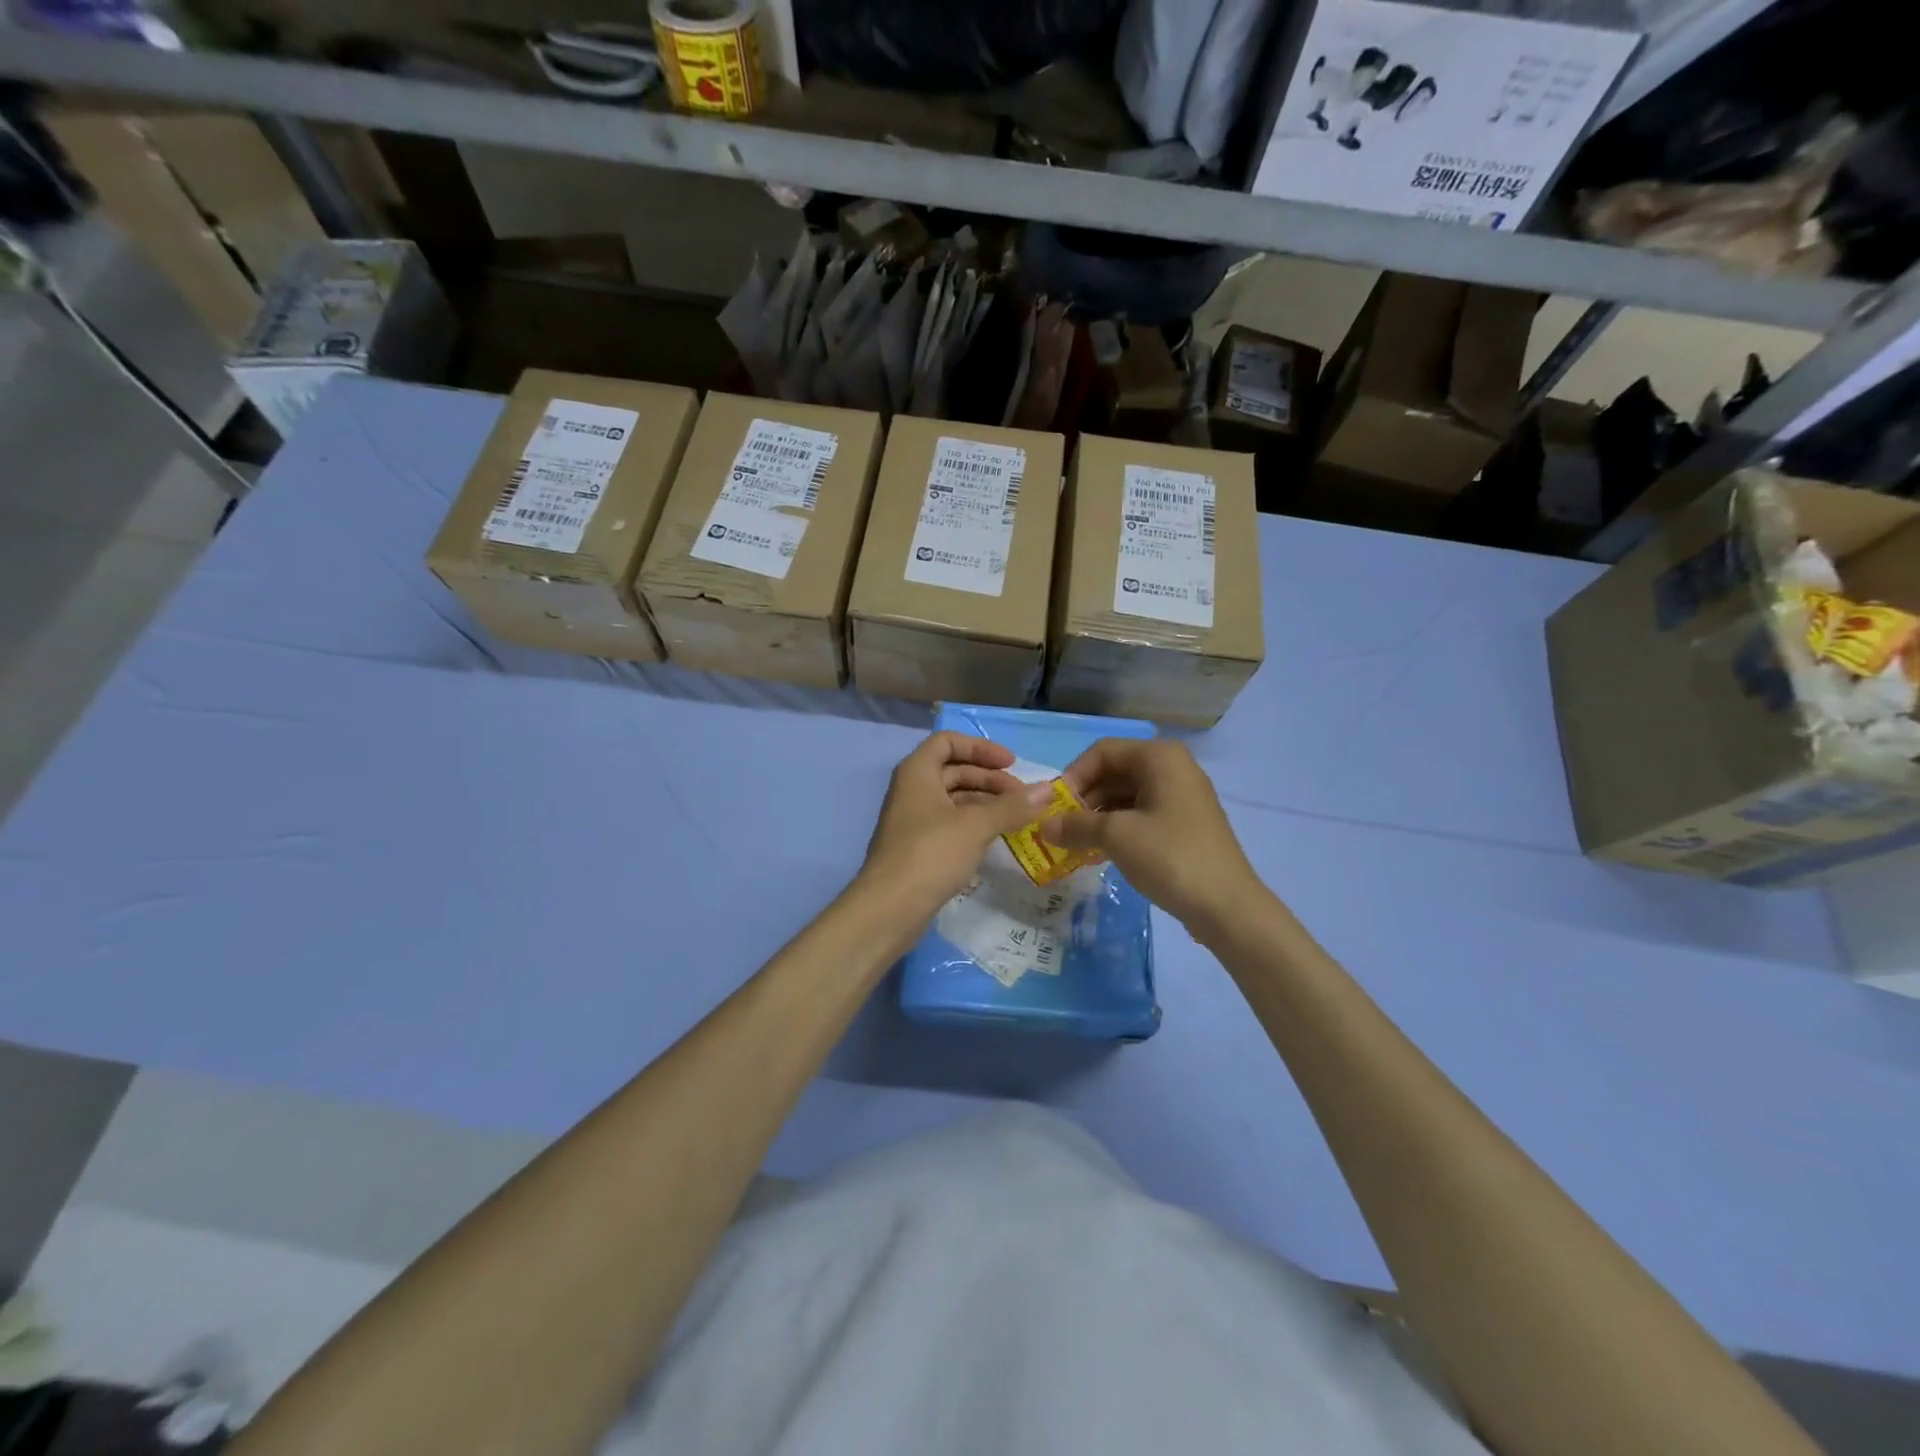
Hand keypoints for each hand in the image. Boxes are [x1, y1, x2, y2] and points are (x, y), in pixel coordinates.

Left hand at [859, 731, 1052, 923]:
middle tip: (1022, 797)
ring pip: (953, 800)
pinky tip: (995, 840)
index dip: (981, 747)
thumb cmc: (931, 853)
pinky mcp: (917, 849)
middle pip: (953, 770)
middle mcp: (912, 791)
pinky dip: (973, 825)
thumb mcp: (976, 826)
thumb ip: (1012, 806)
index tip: (1011, 764)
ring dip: (985, 803)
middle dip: (989, 779)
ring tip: (1016, 819)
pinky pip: (950, 825)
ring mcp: (913, 821)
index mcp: (917, 772)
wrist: (889, 908)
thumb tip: (1048, 789)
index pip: (948, 741)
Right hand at [1040, 738, 1264, 934]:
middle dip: (1084, 798)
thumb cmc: (1170, 857)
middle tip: (1062, 828)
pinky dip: (1117, 827)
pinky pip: (1142, 813)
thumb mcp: (1115, 837)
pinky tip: (1100, 851)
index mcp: (1160, 757)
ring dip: (1097, 815)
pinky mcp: (1185, 823)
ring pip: (1126, 795)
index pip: (1102, 752)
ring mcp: (1182, 796)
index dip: (1073, 776)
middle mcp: (1173, 768)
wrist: (1226, 906)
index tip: (1054, 808)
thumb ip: (1075, 825)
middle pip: (1115, 771)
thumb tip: (1043, 826)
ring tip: (1077, 843)